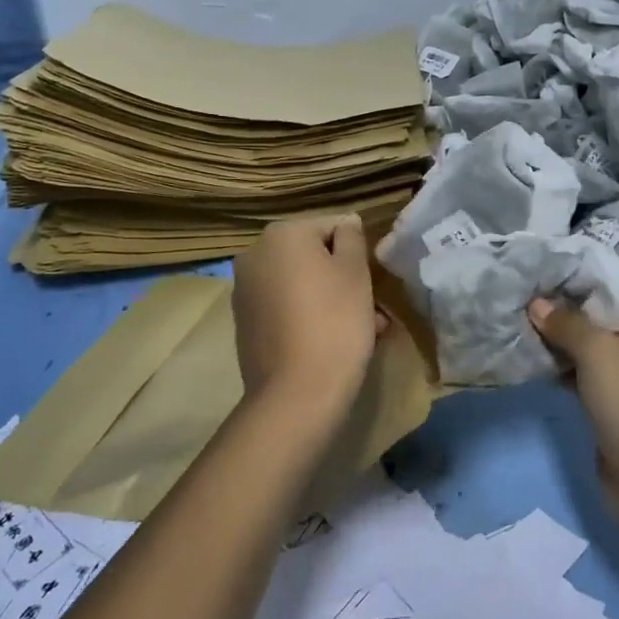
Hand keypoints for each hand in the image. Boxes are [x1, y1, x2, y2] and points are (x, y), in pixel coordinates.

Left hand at [232, 215, 382, 421]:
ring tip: (361, 331)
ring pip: (301, 284)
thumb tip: (346, 222)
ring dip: (330, 299)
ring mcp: (245, 291)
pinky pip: (286, 309)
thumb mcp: (355, 271)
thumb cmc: (334, 322)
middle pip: (313, 256)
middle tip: (373, 310)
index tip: (371, 282)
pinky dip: (308, 317)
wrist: (297, 395)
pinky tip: (332, 343)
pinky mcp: (246, 325)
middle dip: (344, 278)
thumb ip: (352, 237)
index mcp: (281, 234)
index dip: (357, 253)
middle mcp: (255, 255)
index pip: (333, 227)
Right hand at [529, 277, 618, 521]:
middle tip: (520, 288)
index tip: (539, 261)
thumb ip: (566, 321)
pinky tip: (529, 355)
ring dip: (558, 333)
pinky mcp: (616, 399)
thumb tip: (537, 303)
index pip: (616, 275)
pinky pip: (585, 369)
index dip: (579, 266)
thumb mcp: (599, 353)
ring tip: (517, 317)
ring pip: (590, 340)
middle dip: (562, 300)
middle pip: (600, 306)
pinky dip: (562, 362)